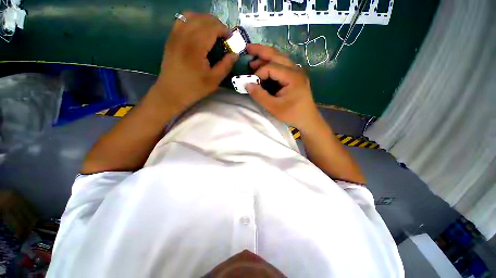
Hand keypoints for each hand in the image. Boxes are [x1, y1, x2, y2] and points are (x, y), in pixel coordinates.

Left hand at [147, 12, 237, 112]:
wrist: (171, 92)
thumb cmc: (194, 88)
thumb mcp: (214, 80)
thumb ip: (226, 65)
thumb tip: (235, 54)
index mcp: (196, 47)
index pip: (212, 27)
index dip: (224, 29)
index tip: (230, 37)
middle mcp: (184, 36)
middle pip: (202, 18)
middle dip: (216, 23)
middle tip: (223, 35)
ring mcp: (175, 35)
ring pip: (190, 15)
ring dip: (204, 19)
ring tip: (212, 31)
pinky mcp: (171, 38)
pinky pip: (181, 20)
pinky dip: (192, 20)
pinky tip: (198, 30)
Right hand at [245, 44, 320, 131]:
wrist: (308, 120)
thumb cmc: (292, 114)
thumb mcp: (274, 108)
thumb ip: (260, 96)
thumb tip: (247, 84)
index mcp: (292, 76)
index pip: (271, 67)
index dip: (258, 73)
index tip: (252, 83)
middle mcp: (296, 70)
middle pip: (276, 55)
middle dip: (261, 51)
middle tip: (247, 48)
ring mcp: (296, 72)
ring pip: (279, 59)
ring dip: (266, 57)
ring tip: (253, 59)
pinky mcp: (295, 77)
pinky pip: (281, 66)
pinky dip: (271, 65)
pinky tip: (263, 68)